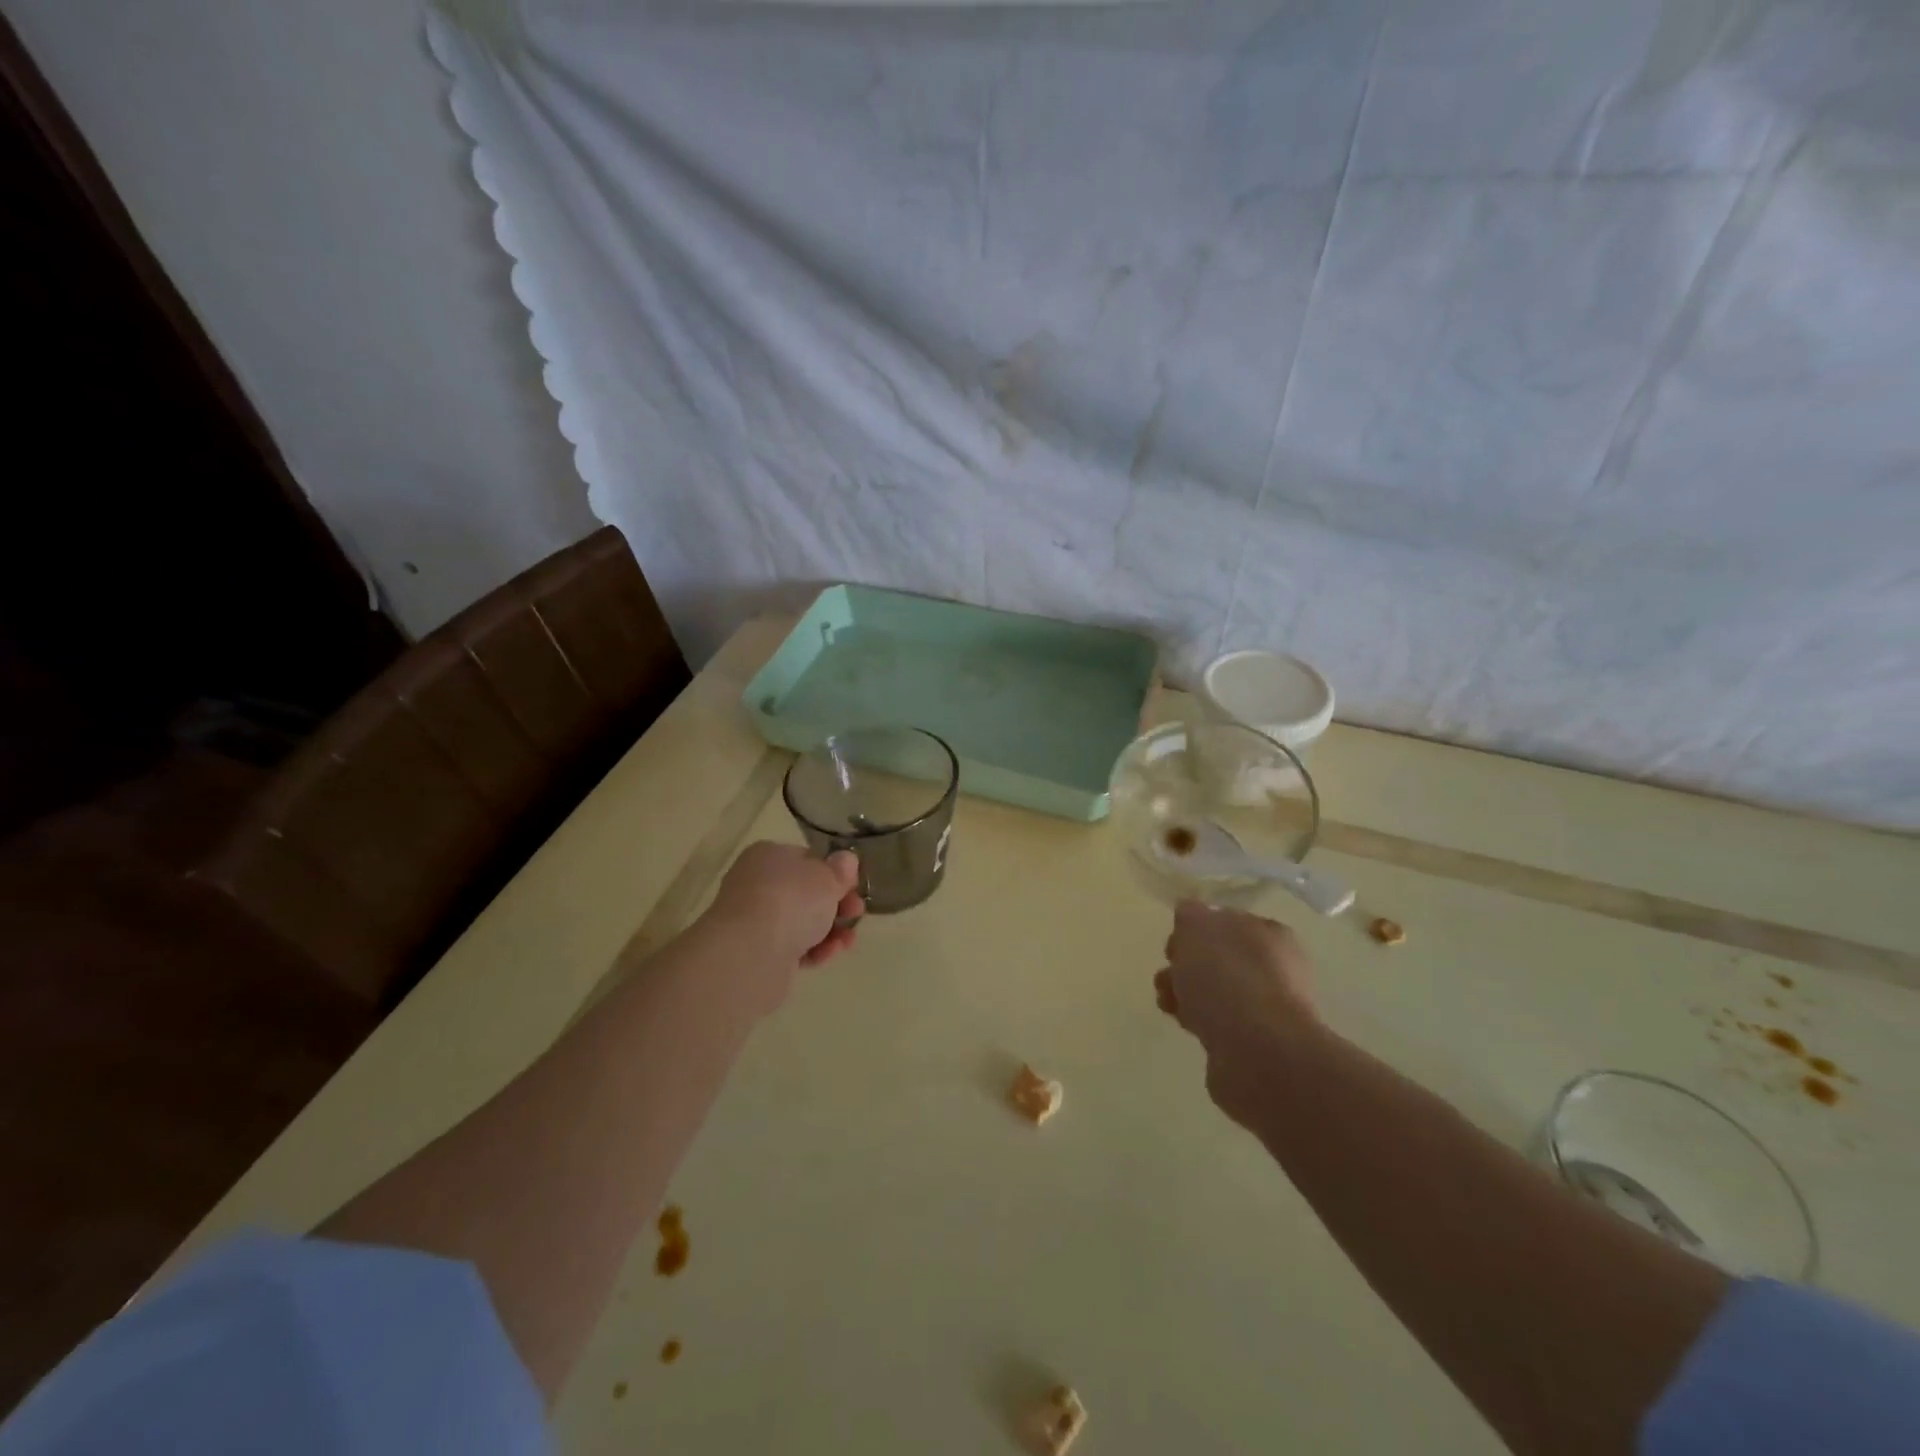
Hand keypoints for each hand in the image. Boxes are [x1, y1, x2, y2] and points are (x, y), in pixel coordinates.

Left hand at [706, 841, 863, 972]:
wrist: (751, 953)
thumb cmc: (792, 901)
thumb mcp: (827, 878)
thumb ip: (840, 870)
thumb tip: (846, 861)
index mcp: (769, 855)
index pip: (806, 859)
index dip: (834, 872)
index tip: (854, 886)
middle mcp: (756, 883)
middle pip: (805, 892)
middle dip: (836, 904)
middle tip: (856, 913)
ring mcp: (754, 920)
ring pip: (801, 922)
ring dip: (830, 930)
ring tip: (848, 941)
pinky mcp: (756, 952)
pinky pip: (791, 947)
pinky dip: (813, 950)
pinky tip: (829, 954)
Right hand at [1155, 900, 1317, 1126]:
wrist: (1257, 1053)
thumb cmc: (1227, 977)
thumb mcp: (1197, 927)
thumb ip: (1190, 915)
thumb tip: (1190, 914)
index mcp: (1269, 934)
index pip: (1228, 921)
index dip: (1196, 928)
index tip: (1175, 942)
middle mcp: (1276, 968)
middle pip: (1219, 958)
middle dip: (1186, 963)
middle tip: (1168, 970)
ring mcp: (1267, 1008)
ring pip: (1216, 991)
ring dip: (1186, 992)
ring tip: (1166, 1001)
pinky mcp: (1254, 1043)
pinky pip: (1218, 1022)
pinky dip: (1198, 1020)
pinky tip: (1185, 1024)